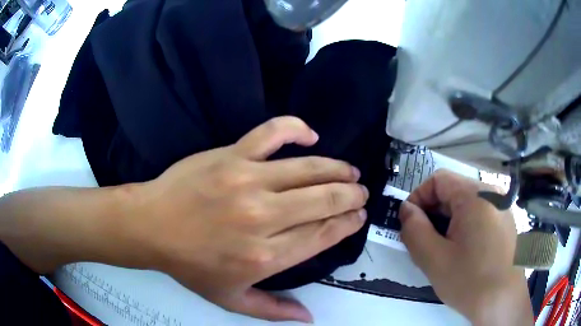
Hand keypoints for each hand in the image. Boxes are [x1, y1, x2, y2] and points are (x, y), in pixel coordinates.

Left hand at [137, 116, 368, 322]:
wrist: (151, 227)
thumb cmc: (189, 265)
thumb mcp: (230, 299)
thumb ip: (273, 310)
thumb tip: (308, 317)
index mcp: (266, 256)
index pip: (323, 234)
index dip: (347, 223)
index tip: (358, 216)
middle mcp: (264, 218)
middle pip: (324, 201)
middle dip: (351, 196)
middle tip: (359, 193)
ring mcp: (248, 181)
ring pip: (309, 169)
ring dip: (337, 170)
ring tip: (350, 171)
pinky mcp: (232, 155)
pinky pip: (272, 134)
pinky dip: (296, 129)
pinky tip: (311, 135)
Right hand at [398, 170, 532, 324]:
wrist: (503, 301)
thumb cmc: (469, 281)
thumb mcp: (434, 259)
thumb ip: (414, 230)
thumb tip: (406, 210)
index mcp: (475, 195)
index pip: (438, 179)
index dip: (418, 198)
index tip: (409, 223)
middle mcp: (491, 192)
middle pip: (453, 191)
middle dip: (432, 214)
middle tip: (423, 242)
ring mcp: (501, 206)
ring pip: (465, 205)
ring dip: (447, 222)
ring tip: (441, 250)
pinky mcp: (505, 220)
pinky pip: (478, 214)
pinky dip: (463, 227)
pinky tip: (462, 252)